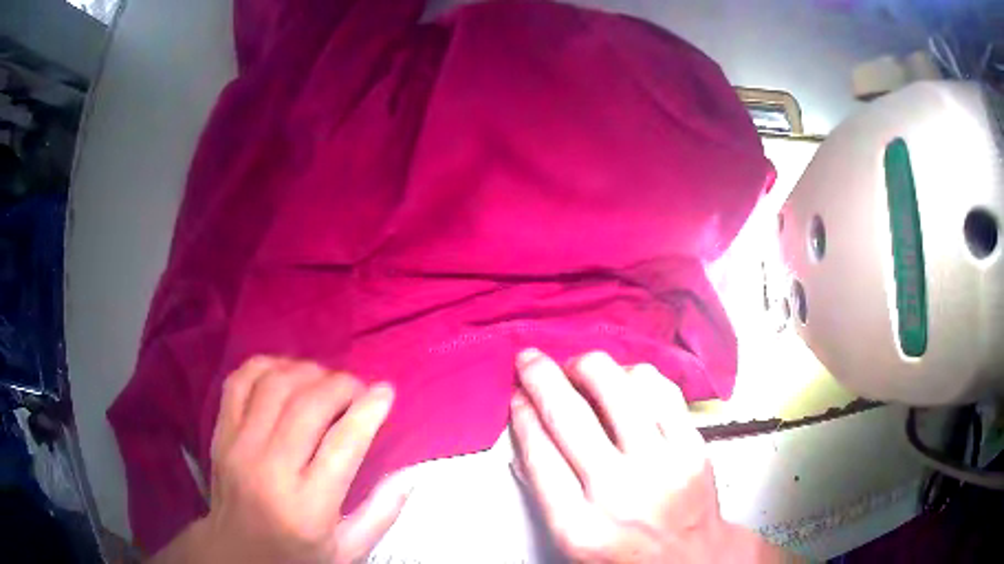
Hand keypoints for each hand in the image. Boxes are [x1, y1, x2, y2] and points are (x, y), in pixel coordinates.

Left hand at [151, 357, 409, 563]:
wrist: (236, 554)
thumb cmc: (296, 556)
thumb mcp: (347, 551)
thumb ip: (381, 514)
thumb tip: (408, 474)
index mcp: (308, 507)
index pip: (344, 444)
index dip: (369, 410)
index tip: (386, 391)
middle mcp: (270, 470)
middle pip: (308, 405)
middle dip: (341, 385)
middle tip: (357, 389)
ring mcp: (239, 447)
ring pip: (274, 385)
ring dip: (306, 372)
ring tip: (324, 381)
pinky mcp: (220, 434)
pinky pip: (239, 382)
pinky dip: (265, 366)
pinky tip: (285, 373)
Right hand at [510, 349, 788, 562]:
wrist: (692, 559)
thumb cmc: (630, 554)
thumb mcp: (573, 542)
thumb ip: (547, 493)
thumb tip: (529, 438)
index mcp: (579, 527)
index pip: (539, 454)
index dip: (522, 414)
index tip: (517, 396)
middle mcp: (619, 494)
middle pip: (569, 415)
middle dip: (540, 376)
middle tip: (530, 360)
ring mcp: (662, 466)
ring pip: (618, 388)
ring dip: (588, 366)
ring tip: (580, 368)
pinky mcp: (693, 448)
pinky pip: (661, 390)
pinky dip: (635, 374)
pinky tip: (624, 378)